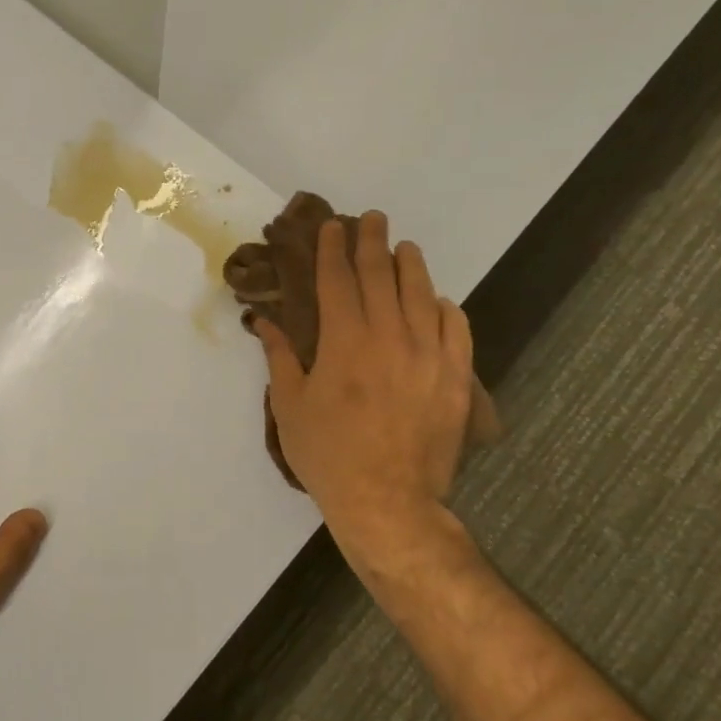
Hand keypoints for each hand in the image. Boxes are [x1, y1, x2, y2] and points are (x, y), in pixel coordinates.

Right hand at [254, 215, 474, 578]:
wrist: (388, 501)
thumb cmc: (328, 453)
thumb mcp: (290, 405)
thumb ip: (280, 356)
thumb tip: (263, 320)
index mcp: (344, 341)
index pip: (337, 280)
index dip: (332, 250)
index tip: (331, 227)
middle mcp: (389, 336)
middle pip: (381, 276)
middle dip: (372, 243)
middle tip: (370, 219)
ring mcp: (429, 355)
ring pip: (422, 294)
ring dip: (411, 265)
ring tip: (404, 247)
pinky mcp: (456, 378)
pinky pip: (456, 329)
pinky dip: (445, 308)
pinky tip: (438, 300)